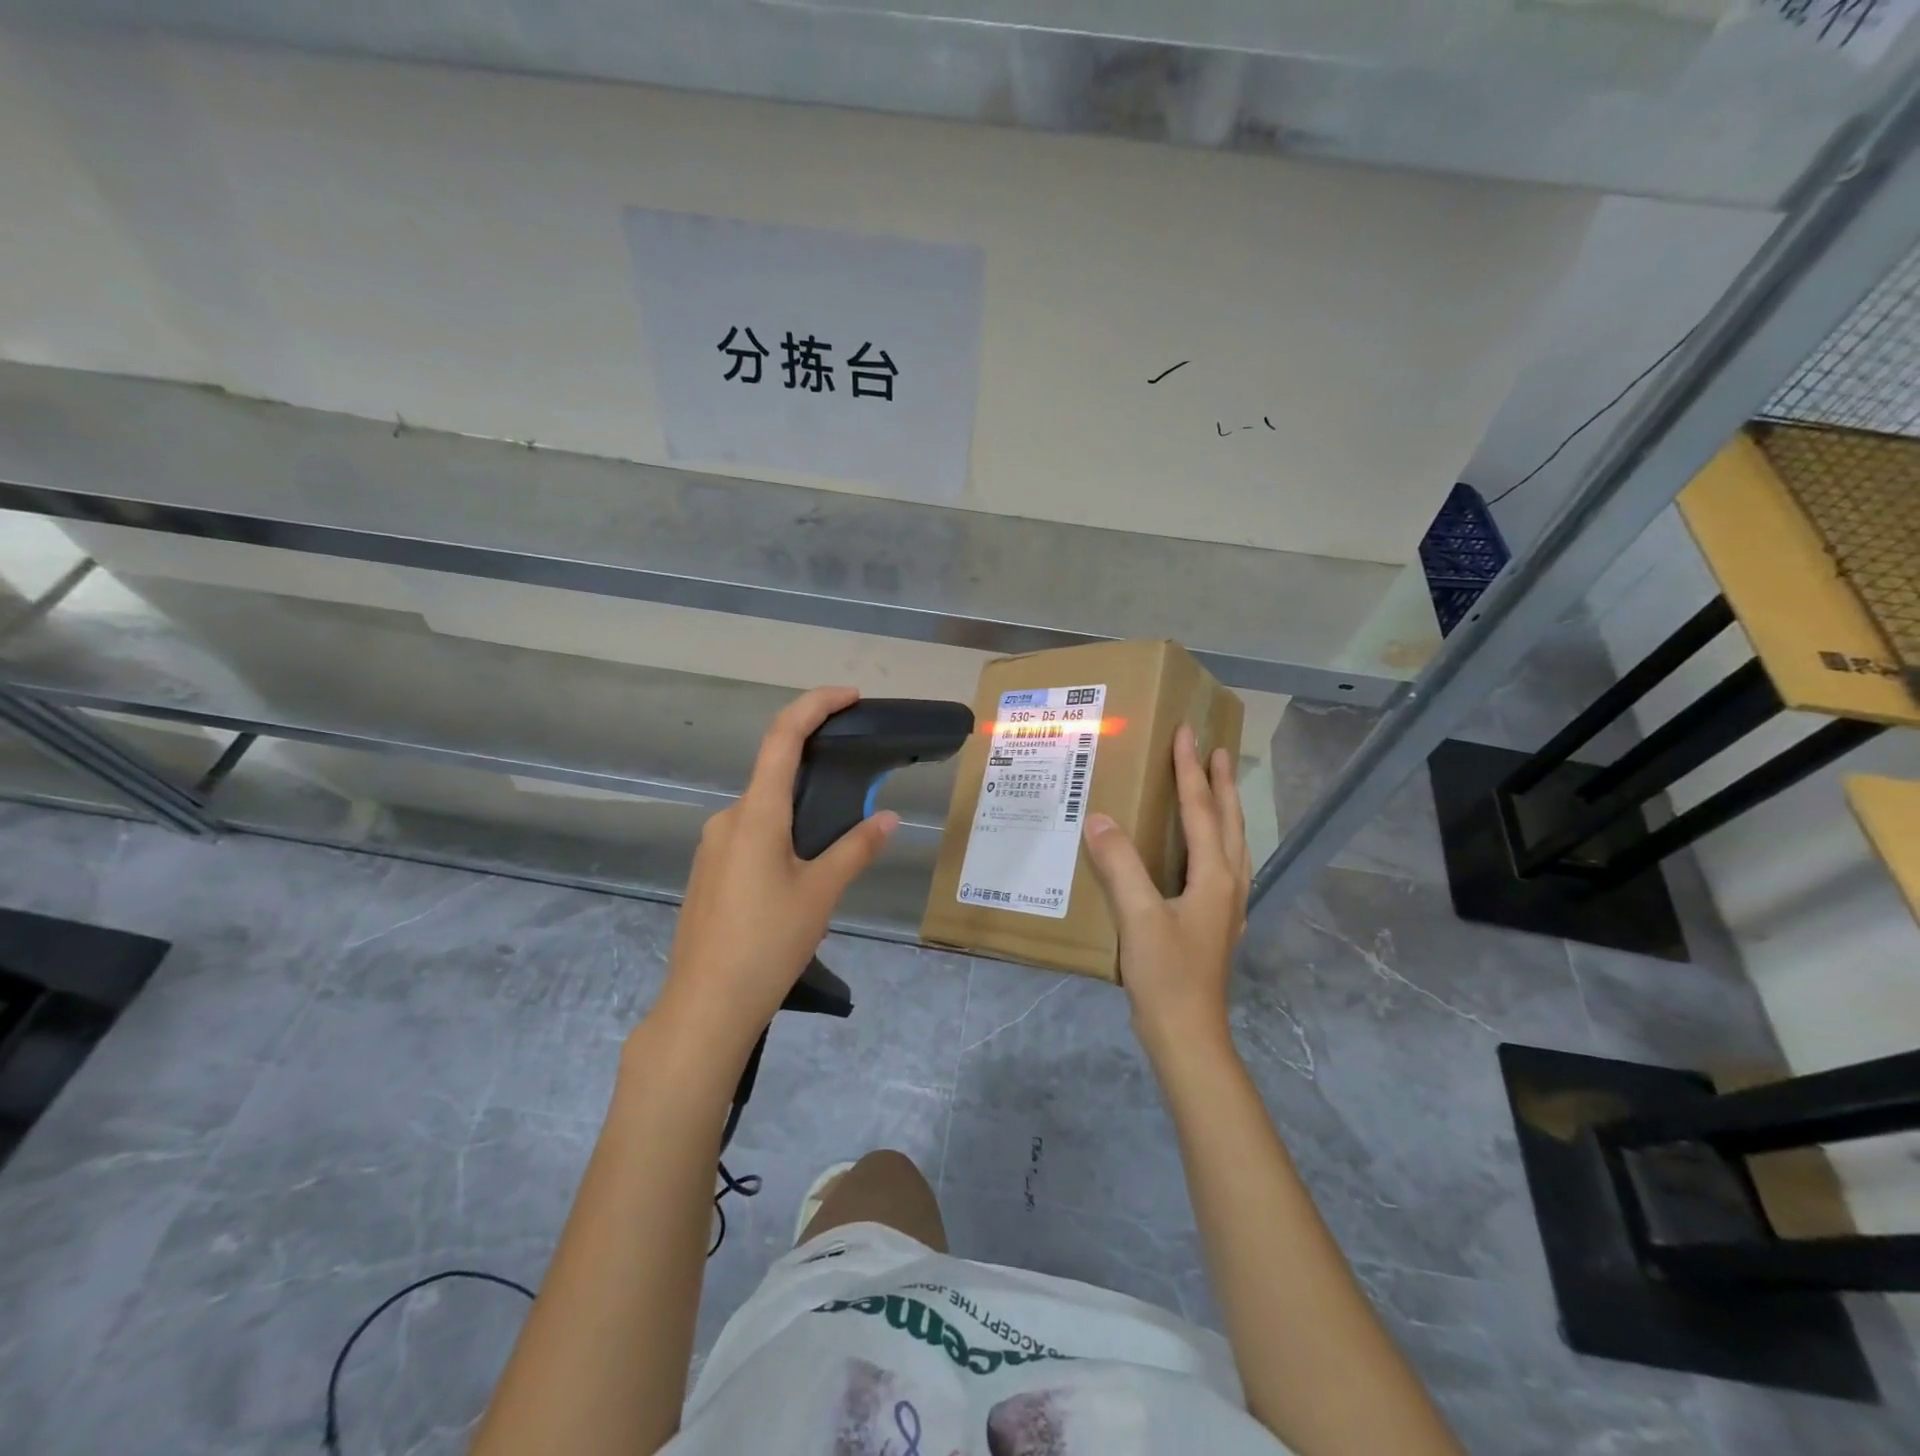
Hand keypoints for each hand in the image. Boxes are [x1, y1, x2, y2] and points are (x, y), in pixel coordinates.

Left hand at [651, 686, 898, 1057]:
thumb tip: (890, 818)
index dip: (815, 705)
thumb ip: (856, 849)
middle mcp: (728, 819)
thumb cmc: (766, 944)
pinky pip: (750, 834)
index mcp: (756, 815)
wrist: (704, 1007)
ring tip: (837, 841)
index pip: (783, 738)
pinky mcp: (708, 871)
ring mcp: (712, 846)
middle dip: (815, 767)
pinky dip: (781, 832)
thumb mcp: (820, 894)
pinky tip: (800, 871)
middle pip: (773, 773)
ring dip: (799, 808)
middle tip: (859, 784)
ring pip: (763, 808)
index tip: (850, 696)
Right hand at [1081, 725, 1249, 1060]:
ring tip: (1217, 785)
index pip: (1202, 810)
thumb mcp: (1138, 918)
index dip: (1192, 770)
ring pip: (1232, 844)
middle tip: (1216, 748)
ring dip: (1224, 809)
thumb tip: (1099, 818)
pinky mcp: (1214, 924)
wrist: (1188, 1037)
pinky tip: (1203, 850)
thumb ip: (1120, 866)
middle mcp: (1227, 885)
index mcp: (1214, 877)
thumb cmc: (1166, 976)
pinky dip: (1217, 840)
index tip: (1187, 733)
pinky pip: (1221, 865)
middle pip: (1228, 822)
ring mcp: (1225, 907)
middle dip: (1221, 782)